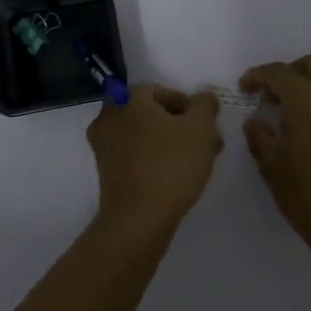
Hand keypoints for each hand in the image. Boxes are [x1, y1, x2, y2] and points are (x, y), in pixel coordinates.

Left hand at [86, 84, 222, 235]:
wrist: (138, 219)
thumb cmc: (171, 165)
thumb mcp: (201, 128)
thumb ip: (205, 104)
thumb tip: (204, 97)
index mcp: (128, 98)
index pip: (163, 91)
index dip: (189, 106)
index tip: (206, 126)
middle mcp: (109, 116)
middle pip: (152, 114)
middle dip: (181, 126)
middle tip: (205, 144)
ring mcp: (103, 145)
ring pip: (144, 135)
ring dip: (170, 143)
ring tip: (196, 162)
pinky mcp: (105, 171)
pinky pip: (134, 155)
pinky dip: (154, 159)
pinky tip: (175, 176)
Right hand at [240, 55, 310, 250]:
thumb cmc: (308, 195)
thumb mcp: (272, 167)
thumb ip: (259, 137)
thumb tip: (255, 121)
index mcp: (307, 101)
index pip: (279, 72)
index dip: (258, 75)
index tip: (246, 87)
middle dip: (289, 73)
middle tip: (272, 95)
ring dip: (309, 90)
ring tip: (290, 118)